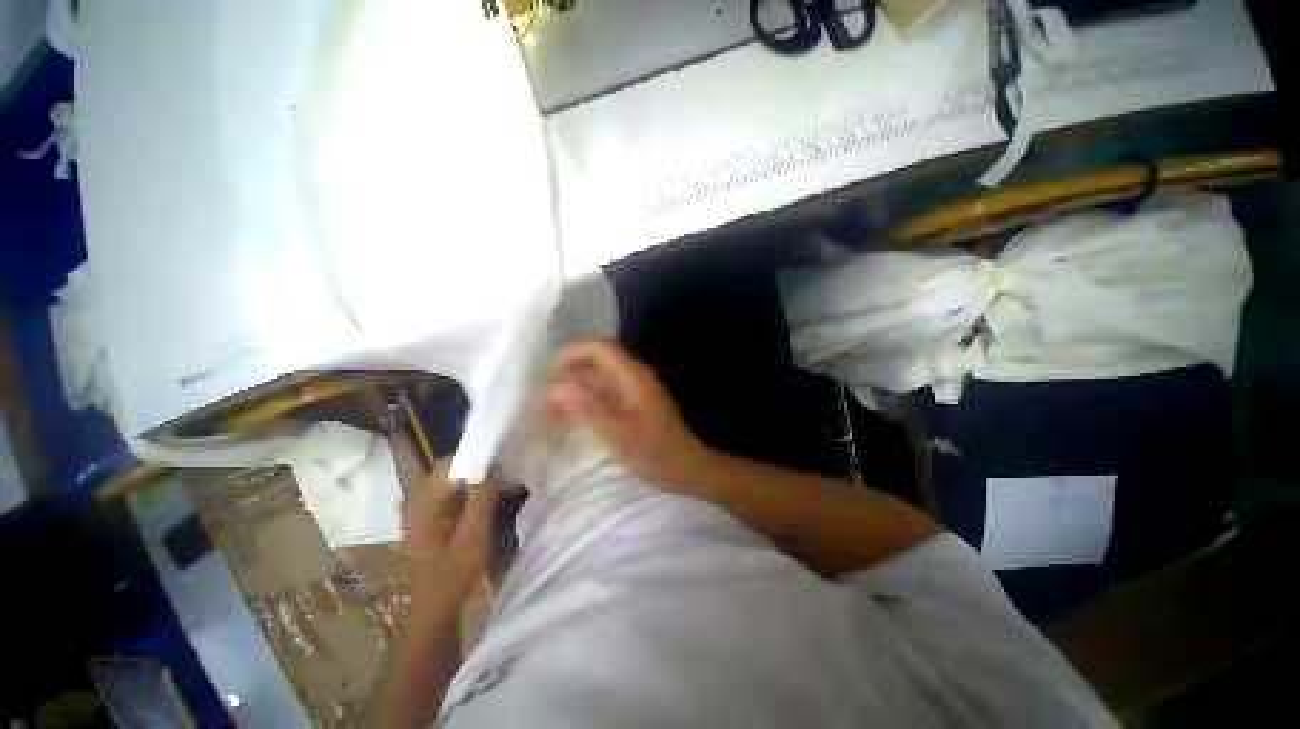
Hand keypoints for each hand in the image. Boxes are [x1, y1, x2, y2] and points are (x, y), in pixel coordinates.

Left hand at [393, 441, 498, 621]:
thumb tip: (494, 464)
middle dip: (476, 470)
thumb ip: (483, 497)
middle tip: (500, 482)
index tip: (499, 466)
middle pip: (449, 468)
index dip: (476, 459)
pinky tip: (479, 505)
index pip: (450, 463)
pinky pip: (446, 491)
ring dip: (472, 481)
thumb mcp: (475, 535)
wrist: (434, 607)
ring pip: (449, 479)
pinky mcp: (423, 516)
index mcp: (424, 503)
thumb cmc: (455, 573)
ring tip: (494, 492)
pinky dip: (465, 492)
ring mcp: (416, 508)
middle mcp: (415, 500)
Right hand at [544, 338, 715, 488]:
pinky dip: (585, 406)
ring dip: (574, 394)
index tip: (551, 373)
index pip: (600, 347)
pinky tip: (568, 422)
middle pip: (595, 365)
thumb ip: (587, 407)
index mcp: (632, 375)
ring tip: (548, 415)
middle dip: (568, 378)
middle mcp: (632, 377)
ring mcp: (632, 392)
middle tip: (543, 401)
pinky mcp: (631, 407)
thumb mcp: (618, 432)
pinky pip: (603, 398)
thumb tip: (556, 387)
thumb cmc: (655, 451)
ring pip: (596, 383)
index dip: (573, 353)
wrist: (687, 468)